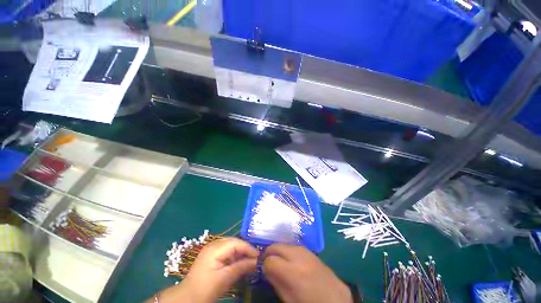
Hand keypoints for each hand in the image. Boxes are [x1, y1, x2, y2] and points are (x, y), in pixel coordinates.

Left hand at [149, 237, 258, 302]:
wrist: (187, 298)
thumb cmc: (206, 289)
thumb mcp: (225, 279)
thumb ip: (241, 267)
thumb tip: (257, 261)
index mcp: (215, 248)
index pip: (236, 243)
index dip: (248, 248)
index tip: (259, 256)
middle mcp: (214, 244)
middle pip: (234, 241)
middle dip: (245, 249)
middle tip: (255, 258)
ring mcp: (212, 248)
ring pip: (231, 245)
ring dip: (240, 252)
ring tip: (249, 260)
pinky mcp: (211, 254)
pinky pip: (226, 250)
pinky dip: (234, 255)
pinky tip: (238, 262)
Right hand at [263, 244, 352, 302]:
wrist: (337, 300)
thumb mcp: (290, 300)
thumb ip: (276, 282)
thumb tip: (266, 269)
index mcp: (293, 272)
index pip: (270, 260)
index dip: (264, 264)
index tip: (263, 269)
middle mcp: (299, 256)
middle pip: (277, 246)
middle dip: (269, 252)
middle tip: (267, 261)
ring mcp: (306, 251)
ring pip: (285, 244)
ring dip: (279, 251)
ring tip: (279, 261)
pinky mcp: (311, 251)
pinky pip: (295, 246)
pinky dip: (288, 251)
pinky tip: (290, 260)